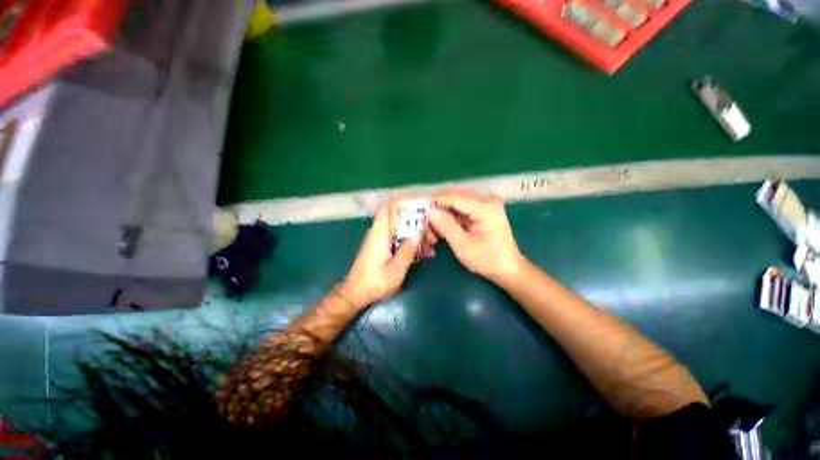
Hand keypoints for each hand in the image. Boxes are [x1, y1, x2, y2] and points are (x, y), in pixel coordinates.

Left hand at [340, 202, 427, 308]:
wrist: (355, 294)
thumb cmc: (374, 283)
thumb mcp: (395, 270)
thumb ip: (407, 250)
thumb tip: (419, 232)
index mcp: (380, 234)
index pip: (389, 208)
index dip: (404, 202)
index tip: (422, 205)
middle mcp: (379, 233)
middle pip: (399, 218)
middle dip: (417, 221)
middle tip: (433, 231)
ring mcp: (381, 240)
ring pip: (402, 228)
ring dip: (417, 233)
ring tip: (433, 242)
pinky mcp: (384, 247)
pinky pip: (400, 239)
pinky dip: (412, 242)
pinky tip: (426, 252)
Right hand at [428, 190, 524, 283]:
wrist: (508, 270)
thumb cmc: (487, 260)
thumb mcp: (463, 245)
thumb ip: (445, 226)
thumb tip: (428, 210)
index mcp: (485, 207)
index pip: (454, 197)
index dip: (435, 201)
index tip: (418, 208)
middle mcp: (486, 201)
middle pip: (454, 199)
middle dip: (438, 211)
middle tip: (425, 224)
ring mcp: (484, 206)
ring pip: (455, 205)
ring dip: (442, 217)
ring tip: (432, 233)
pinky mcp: (481, 213)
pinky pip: (460, 212)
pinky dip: (449, 220)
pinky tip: (441, 232)